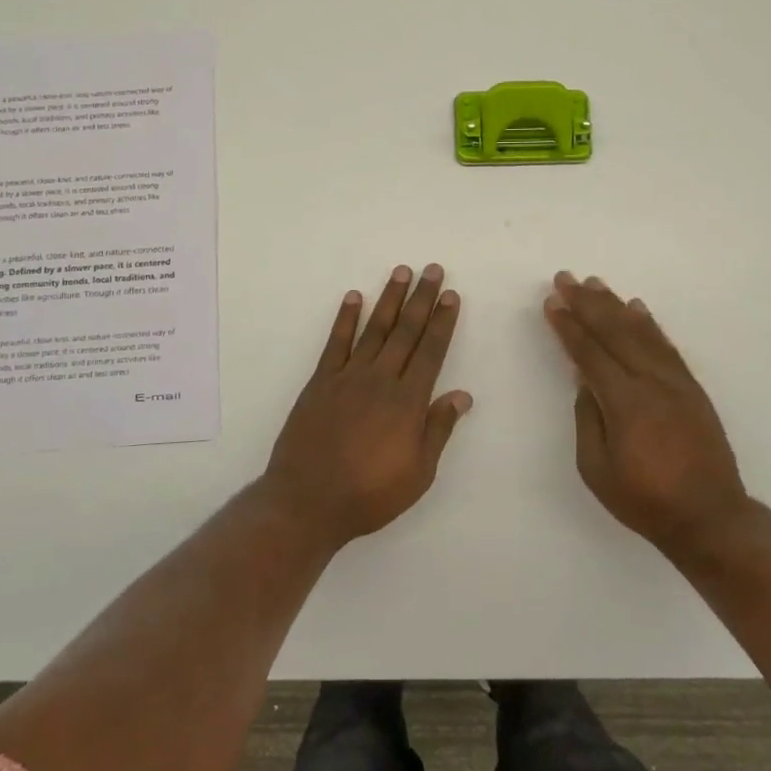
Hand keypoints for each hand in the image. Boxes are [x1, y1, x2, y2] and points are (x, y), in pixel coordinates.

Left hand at [262, 265, 472, 548]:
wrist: (308, 500)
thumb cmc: (370, 494)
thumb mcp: (418, 473)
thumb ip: (438, 429)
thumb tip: (463, 394)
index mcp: (408, 402)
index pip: (431, 351)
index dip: (443, 322)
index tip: (451, 295)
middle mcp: (381, 380)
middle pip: (406, 331)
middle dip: (422, 299)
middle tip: (432, 270)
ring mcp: (348, 377)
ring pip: (374, 329)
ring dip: (389, 299)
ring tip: (401, 272)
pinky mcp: (321, 381)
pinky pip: (336, 342)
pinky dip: (346, 318)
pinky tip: (354, 298)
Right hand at [543, 271, 751, 556]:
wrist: (710, 518)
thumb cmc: (644, 500)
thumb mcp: (596, 469)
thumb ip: (588, 419)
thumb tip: (585, 381)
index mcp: (625, 403)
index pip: (590, 353)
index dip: (569, 326)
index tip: (552, 301)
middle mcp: (652, 382)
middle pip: (615, 332)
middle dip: (587, 303)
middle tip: (565, 278)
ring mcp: (676, 382)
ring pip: (641, 332)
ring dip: (615, 305)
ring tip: (595, 284)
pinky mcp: (692, 388)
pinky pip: (666, 346)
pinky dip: (649, 324)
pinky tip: (637, 308)